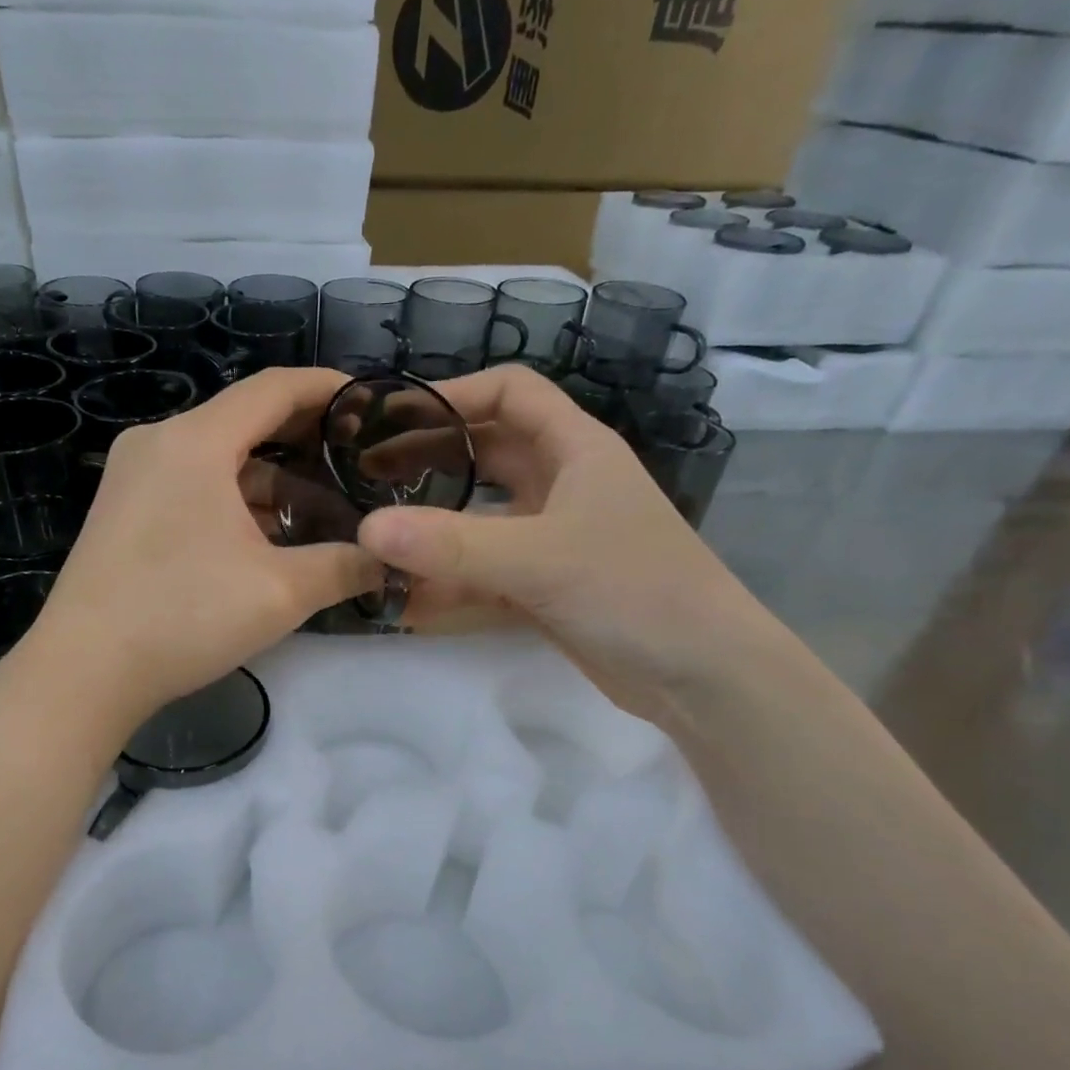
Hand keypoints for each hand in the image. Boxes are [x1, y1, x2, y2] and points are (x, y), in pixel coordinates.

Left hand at [17, 368, 381, 731]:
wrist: (83, 671)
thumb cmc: (184, 616)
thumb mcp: (281, 592)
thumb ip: (346, 566)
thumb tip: (390, 560)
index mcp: (195, 441)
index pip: (273, 388)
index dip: (328, 389)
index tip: (371, 403)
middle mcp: (158, 443)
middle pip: (244, 420)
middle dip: (304, 439)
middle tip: (356, 462)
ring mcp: (133, 477)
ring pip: (218, 459)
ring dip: (270, 480)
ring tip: (321, 511)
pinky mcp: (123, 511)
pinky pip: (191, 485)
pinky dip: (233, 500)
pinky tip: (266, 537)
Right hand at [354, 365, 768, 720]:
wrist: (703, 677)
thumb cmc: (635, 590)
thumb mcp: (540, 559)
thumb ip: (451, 546)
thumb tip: (366, 530)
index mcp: (576, 449)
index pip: (511, 393)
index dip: (453, 395)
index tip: (393, 417)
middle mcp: (563, 485)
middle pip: (485, 453)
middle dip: (428, 458)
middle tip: (367, 476)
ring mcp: (553, 538)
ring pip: (480, 516)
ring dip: (432, 526)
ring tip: (375, 537)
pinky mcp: (546, 585)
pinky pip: (485, 571)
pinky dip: (449, 582)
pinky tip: (406, 600)